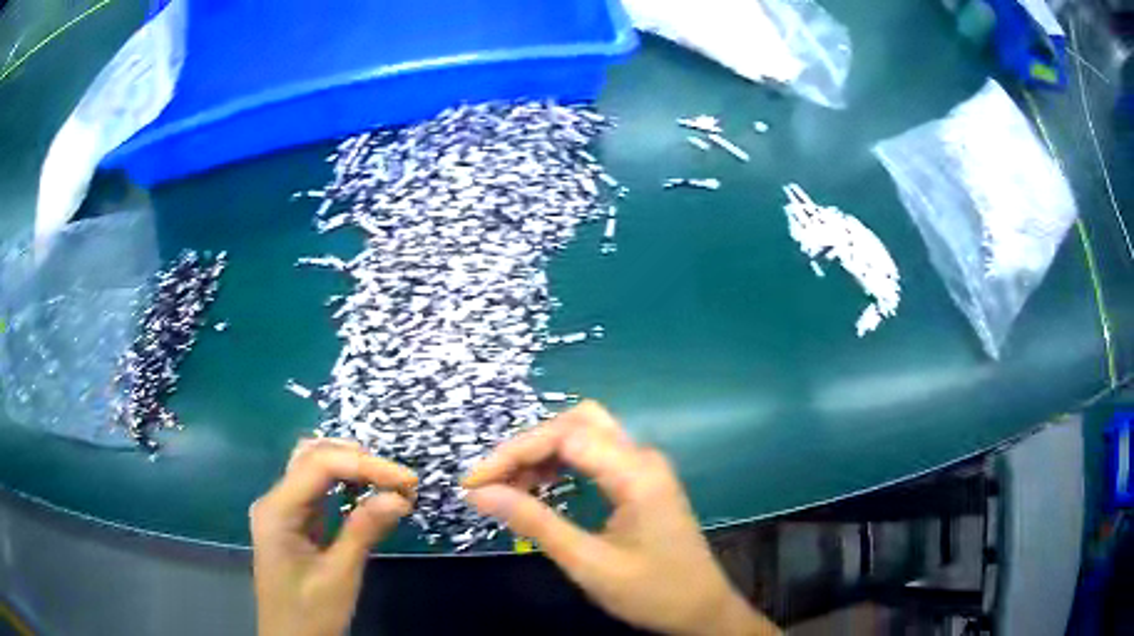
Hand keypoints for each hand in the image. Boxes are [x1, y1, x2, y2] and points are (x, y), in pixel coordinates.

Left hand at [250, 439, 417, 635]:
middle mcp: (274, 500)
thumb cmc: (311, 614)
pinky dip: (344, 485)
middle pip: (313, 456)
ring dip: (351, 468)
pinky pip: (316, 489)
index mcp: (277, 510)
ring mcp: (281, 509)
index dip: (366, 465)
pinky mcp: (292, 521)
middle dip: (358, 460)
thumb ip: (364, 531)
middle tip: (399, 481)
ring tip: (388, 483)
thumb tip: (399, 496)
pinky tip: (366, 494)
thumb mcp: (340, 576)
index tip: (408, 481)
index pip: (320, 465)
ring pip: (313, 467)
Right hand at [463, 401, 779, 635]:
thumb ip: (535, 524)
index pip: (564, 436)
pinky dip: (561, 462)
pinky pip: (596, 454)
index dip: (513, 453)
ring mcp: (645, 467)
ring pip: (585, 433)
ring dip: (543, 452)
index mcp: (636, 473)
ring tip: (508, 485)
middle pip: (576, 422)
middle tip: (492, 480)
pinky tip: (540, 485)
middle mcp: (642, 457)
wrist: (702, 609)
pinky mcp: (642, 480)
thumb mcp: (588, 563)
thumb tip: (480, 493)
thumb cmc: (651, 592)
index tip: (475, 483)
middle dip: (527, 445)